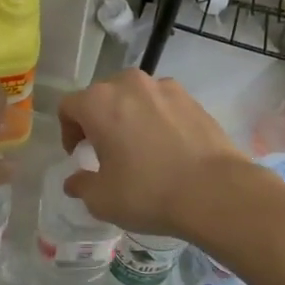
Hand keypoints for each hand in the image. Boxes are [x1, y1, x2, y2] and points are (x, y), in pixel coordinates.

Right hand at [56, 71, 245, 236]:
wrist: (216, 191)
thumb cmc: (148, 192)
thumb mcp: (102, 199)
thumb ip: (81, 185)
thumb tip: (75, 180)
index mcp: (99, 103)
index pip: (69, 107)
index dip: (68, 132)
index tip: (79, 155)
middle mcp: (130, 84)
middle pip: (102, 96)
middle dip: (99, 120)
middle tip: (106, 151)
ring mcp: (165, 88)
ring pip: (135, 97)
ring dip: (129, 116)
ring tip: (140, 148)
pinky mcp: (193, 99)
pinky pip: (163, 105)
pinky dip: (158, 120)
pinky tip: (168, 149)